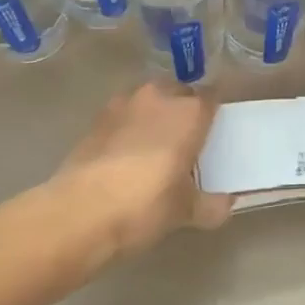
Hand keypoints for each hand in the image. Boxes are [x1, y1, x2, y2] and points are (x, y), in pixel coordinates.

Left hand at [58, 82, 232, 254]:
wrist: (79, 212)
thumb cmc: (145, 205)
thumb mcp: (184, 212)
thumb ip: (211, 205)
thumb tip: (226, 204)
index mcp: (190, 112)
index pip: (213, 97)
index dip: (216, 111)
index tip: (217, 129)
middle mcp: (160, 96)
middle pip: (180, 93)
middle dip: (185, 110)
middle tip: (187, 140)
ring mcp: (125, 103)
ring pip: (150, 100)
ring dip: (155, 114)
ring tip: (154, 144)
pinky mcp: (97, 118)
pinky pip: (124, 114)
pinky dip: (130, 126)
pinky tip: (126, 153)